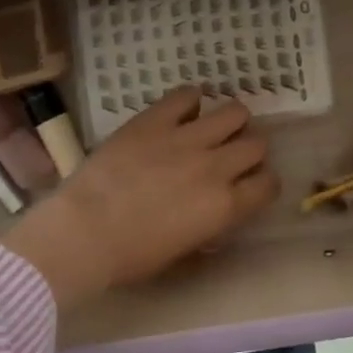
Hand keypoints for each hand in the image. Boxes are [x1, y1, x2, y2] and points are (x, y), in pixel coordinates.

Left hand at [0, 86, 279, 308]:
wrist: (83, 233)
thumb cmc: (130, 257)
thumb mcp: (181, 255)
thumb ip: (208, 232)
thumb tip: (216, 219)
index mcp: (225, 206)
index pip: (269, 184)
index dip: (263, 184)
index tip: (250, 186)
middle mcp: (216, 166)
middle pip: (257, 144)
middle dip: (249, 151)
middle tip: (230, 157)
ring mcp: (187, 138)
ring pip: (235, 112)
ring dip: (231, 122)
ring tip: (213, 129)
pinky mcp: (156, 119)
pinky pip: (187, 95)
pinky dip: (191, 101)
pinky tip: (182, 112)